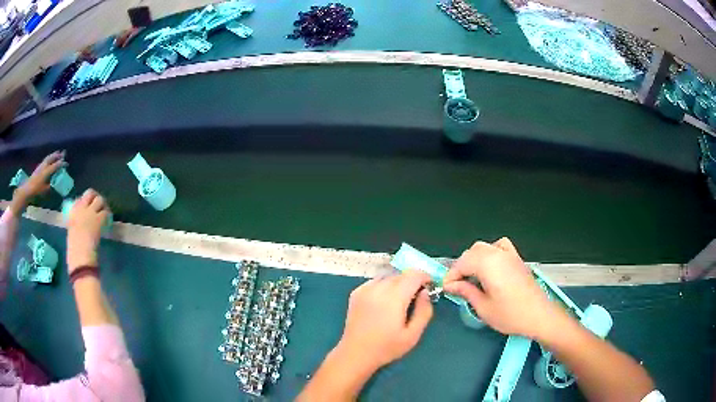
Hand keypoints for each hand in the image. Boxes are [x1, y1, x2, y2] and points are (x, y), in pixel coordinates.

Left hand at [11, 151, 65, 211]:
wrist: (27, 190)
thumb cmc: (36, 192)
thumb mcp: (44, 191)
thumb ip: (50, 186)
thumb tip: (55, 183)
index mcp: (46, 171)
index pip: (55, 165)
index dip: (61, 164)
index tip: (66, 163)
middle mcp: (44, 166)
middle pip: (51, 158)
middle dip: (57, 155)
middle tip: (62, 153)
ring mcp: (40, 166)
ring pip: (48, 158)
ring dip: (53, 155)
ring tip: (57, 153)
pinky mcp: (38, 168)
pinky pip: (45, 161)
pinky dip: (48, 158)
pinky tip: (49, 160)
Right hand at [66, 189, 109, 272]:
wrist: (80, 253)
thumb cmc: (75, 247)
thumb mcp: (72, 231)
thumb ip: (76, 223)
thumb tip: (82, 222)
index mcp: (73, 212)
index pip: (79, 198)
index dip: (86, 200)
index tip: (89, 205)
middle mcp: (81, 207)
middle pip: (90, 193)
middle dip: (95, 197)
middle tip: (100, 205)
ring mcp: (91, 211)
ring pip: (99, 199)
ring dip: (103, 205)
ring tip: (105, 212)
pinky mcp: (99, 218)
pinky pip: (106, 212)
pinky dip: (108, 215)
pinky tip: (108, 221)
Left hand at [335, 270, 433, 372]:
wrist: (356, 353)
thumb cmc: (387, 347)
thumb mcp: (413, 335)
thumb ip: (424, 311)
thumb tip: (425, 293)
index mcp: (393, 298)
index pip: (413, 275)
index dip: (424, 277)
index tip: (430, 286)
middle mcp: (378, 289)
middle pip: (401, 275)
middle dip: (412, 282)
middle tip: (416, 297)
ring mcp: (364, 290)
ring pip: (388, 277)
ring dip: (398, 283)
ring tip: (400, 300)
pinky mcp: (356, 293)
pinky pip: (375, 282)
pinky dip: (384, 286)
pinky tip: (384, 301)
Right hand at [443, 238, 570, 340]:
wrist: (539, 315)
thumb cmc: (510, 315)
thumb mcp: (483, 307)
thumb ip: (466, 292)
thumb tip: (451, 285)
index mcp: (488, 264)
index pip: (462, 263)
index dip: (451, 275)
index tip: (446, 289)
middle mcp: (498, 254)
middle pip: (472, 252)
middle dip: (461, 267)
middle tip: (457, 286)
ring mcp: (509, 254)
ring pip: (484, 247)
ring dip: (473, 259)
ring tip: (472, 277)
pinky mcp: (517, 258)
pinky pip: (500, 246)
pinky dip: (491, 252)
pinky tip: (491, 265)